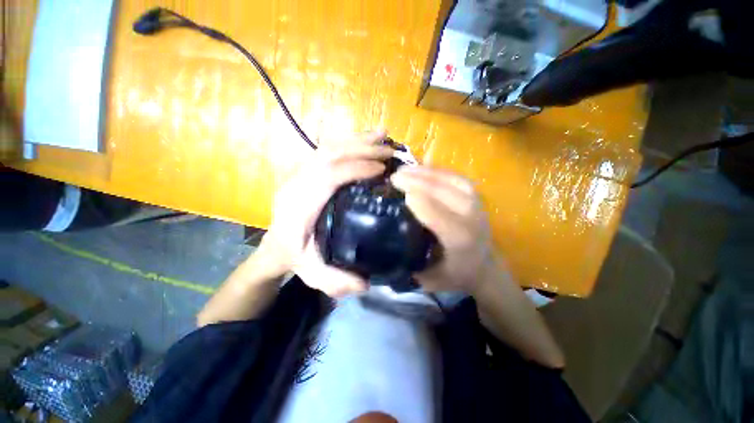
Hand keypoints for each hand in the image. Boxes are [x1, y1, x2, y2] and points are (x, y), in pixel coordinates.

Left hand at [256, 131, 393, 296]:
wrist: (275, 246)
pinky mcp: (305, 172)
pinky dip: (348, 142)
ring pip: (327, 148)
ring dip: (356, 140)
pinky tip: (365, 139)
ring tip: (382, 134)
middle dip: (361, 149)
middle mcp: (297, 184)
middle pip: (328, 155)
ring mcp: (299, 174)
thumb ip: (336, 281)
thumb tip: (366, 281)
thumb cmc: (296, 258)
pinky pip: (326, 150)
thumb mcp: (314, 275)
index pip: (327, 177)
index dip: (355, 169)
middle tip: (389, 149)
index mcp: (299, 207)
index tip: (381, 169)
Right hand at [390, 166, 494, 294]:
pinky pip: (454, 176)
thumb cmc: (454, 274)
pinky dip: (436, 170)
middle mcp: (470, 217)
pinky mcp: (475, 195)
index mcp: (459, 239)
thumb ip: (408, 267)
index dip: (416, 199)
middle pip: (441, 191)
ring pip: (448, 180)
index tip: (396, 190)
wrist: (484, 267)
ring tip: (403, 169)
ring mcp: (476, 203)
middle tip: (393, 177)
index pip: (436, 213)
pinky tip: (421, 168)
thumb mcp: (429, 279)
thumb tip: (384, 248)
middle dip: (415, 181)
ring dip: (424, 172)